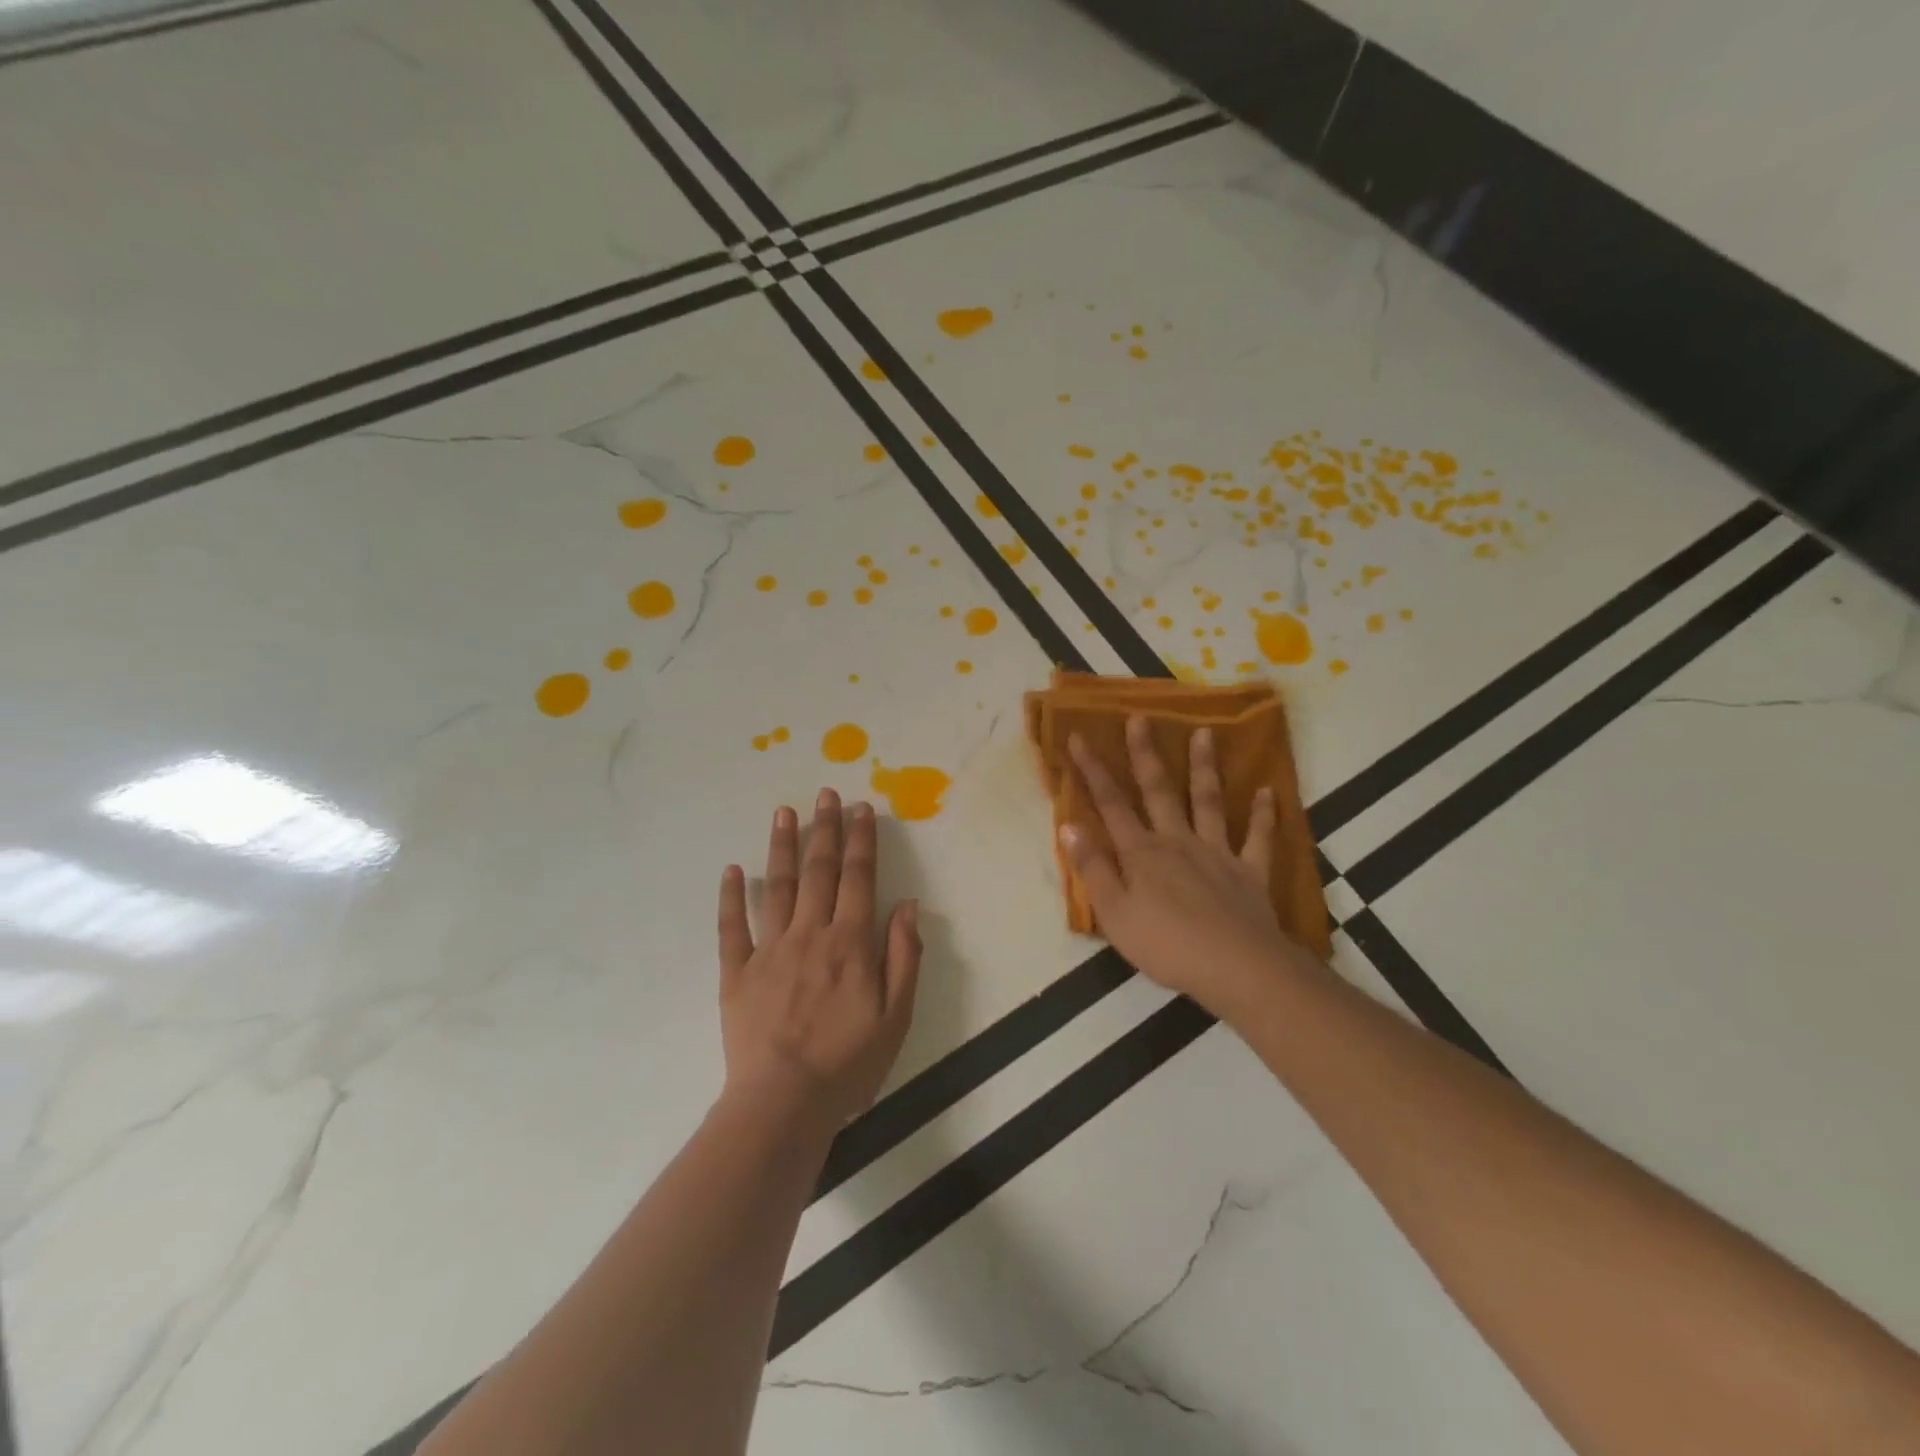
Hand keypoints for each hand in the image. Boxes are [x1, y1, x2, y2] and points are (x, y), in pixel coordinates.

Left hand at [717, 789, 921, 1129]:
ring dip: (782, 846)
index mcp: (850, 943)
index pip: (859, 878)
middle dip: (824, 829)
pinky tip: (732, 869)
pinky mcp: (737, 972)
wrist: (783, 1104)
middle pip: (819, 871)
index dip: (861, 840)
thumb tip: (908, 905)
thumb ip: (903, 957)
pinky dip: (731, 896)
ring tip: (784, 812)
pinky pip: (732, 927)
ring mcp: (769, 950)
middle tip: (825, 793)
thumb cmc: (848, 1064)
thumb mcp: (896, 1016)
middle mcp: (810, 934)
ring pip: (777, 886)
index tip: (861, 808)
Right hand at [1061, 717, 1315, 1020]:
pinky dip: (1264, 815)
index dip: (1092, 770)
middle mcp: (1178, 841)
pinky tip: (1268, 791)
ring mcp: (1217, 853)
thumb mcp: (1114, 913)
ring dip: (1204, 767)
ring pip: (1208, 802)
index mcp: (1142, 853)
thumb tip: (1068, 826)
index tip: (1079, 736)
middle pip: (1159, 791)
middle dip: (1146, 754)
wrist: (1237, 967)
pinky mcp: (1250, 872)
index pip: (1110, 804)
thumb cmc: (1166, 945)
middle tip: (1141, 718)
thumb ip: (1093, 868)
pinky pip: (1258, 838)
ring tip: (1204, 733)